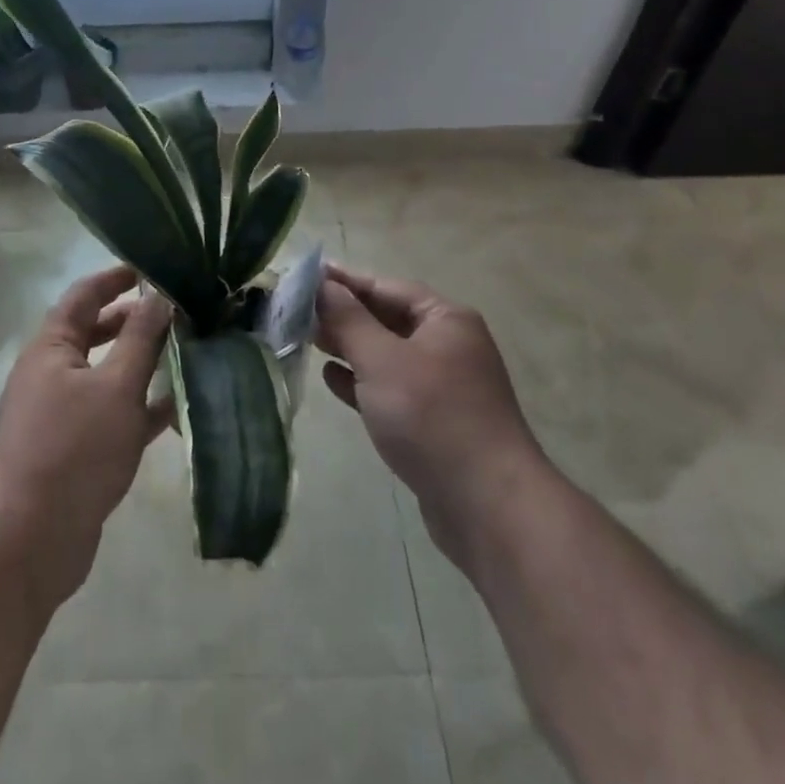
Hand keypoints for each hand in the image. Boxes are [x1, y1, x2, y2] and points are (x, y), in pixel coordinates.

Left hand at [0, 266, 170, 612]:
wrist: (28, 542)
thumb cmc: (72, 449)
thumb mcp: (115, 386)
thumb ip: (140, 338)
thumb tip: (158, 295)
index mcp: (52, 348)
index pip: (83, 297)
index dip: (114, 279)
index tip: (148, 270)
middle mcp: (53, 374)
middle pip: (96, 334)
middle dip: (134, 322)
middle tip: (177, 314)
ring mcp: (63, 415)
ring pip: (108, 376)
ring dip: (143, 364)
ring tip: (187, 354)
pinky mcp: (77, 452)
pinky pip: (114, 416)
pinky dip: (142, 408)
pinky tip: (178, 407)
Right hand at [317, 264, 543, 572]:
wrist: (488, 507)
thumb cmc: (432, 417)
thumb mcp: (382, 360)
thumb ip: (348, 319)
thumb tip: (322, 284)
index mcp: (446, 320)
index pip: (386, 287)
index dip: (344, 280)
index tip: (304, 276)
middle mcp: (447, 346)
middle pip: (386, 319)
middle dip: (343, 315)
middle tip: (296, 310)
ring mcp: (442, 387)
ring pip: (386, 356)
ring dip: (349, 348)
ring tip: (307, 339)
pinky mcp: (433, 423)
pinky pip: (390, 390)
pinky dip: (362, 382)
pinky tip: (331, 379)